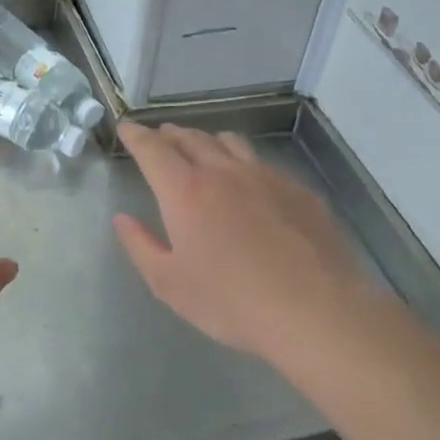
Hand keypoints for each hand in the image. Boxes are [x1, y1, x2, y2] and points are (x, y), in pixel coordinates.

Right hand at [114, 123, 384, 366]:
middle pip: (192, 139)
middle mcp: (224, 172)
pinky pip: (263, 165)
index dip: (136, 136)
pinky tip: (251, 185)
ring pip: (230, 143)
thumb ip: (141, 246)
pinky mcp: (299, 191)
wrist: (316, 311)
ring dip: (208, 141)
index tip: (127, 128)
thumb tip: (123, 219)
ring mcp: (266, 177)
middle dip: (171, 135)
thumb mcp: (170, 284)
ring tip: (202, 148)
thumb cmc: (231, 301)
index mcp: (186, 191)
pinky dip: (244, 164)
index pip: (153, 150)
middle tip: (160, 137)